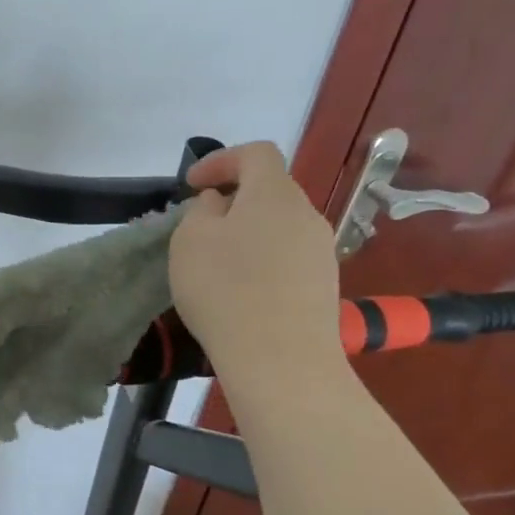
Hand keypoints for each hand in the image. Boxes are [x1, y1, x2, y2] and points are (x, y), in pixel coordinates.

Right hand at [169, 143, 343, 409]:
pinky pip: (288, 257)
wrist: (281, 361)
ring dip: (248, 232)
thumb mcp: (190, 240)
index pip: (256, 153)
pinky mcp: (324, 286)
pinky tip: (241, 290)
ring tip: (217, 261)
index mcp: (275, 193)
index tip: (191, 186)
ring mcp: (321, 252)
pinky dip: (262, 260)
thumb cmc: (225, 289)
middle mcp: (306, 215)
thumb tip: (220, 205)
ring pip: (279, 225)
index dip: (221, 160)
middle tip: (200, 224)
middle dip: (233, 199)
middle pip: (270, 190)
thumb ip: (202, 211)